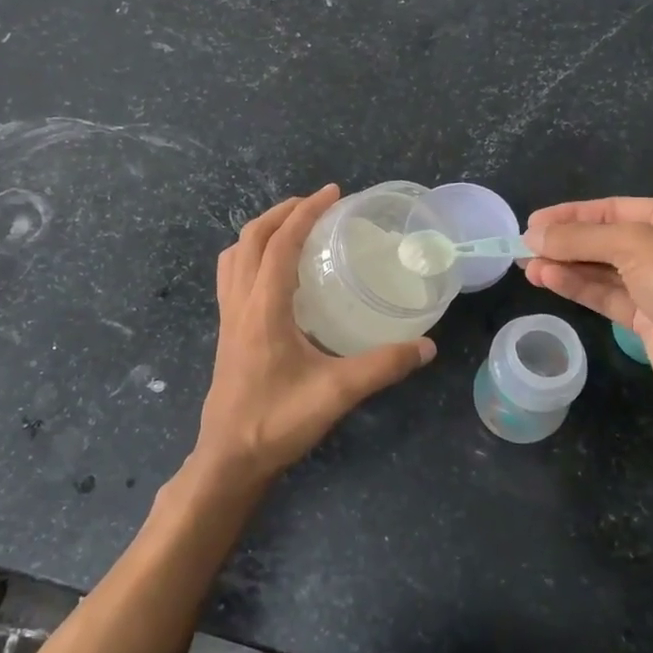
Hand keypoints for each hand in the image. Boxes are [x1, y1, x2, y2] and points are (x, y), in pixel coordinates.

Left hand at [196, 186, 434, 485]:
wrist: (229, 458)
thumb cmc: (277, 422)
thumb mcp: (337, 393)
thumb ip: (383, 366)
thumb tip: (426, 346)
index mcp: (263, 308)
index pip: (280, 243)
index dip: (306, 212)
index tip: (333, 193)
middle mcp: (240, 304)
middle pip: (250, 239)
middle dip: (282, 212)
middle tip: (317, 204)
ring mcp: (228, 317)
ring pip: (235, 256)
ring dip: (261, 231)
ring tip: (293, 228)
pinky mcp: (227, 332)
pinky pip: (232, 276)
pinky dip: (251, 256)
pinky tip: (277, 274)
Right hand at [524, 197, 652, 440]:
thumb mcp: (638, 248)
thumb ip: (582, 238)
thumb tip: (533, 235)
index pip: (614, 208)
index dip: (572, 214)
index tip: (532, 222)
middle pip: (606, 238)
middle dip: (565, 241)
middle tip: (522, 246)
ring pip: (602, 269)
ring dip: (565, 265)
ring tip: (526, 265)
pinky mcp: (649, 320)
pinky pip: (606, 295)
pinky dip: (577, 286)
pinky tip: (548, 279)